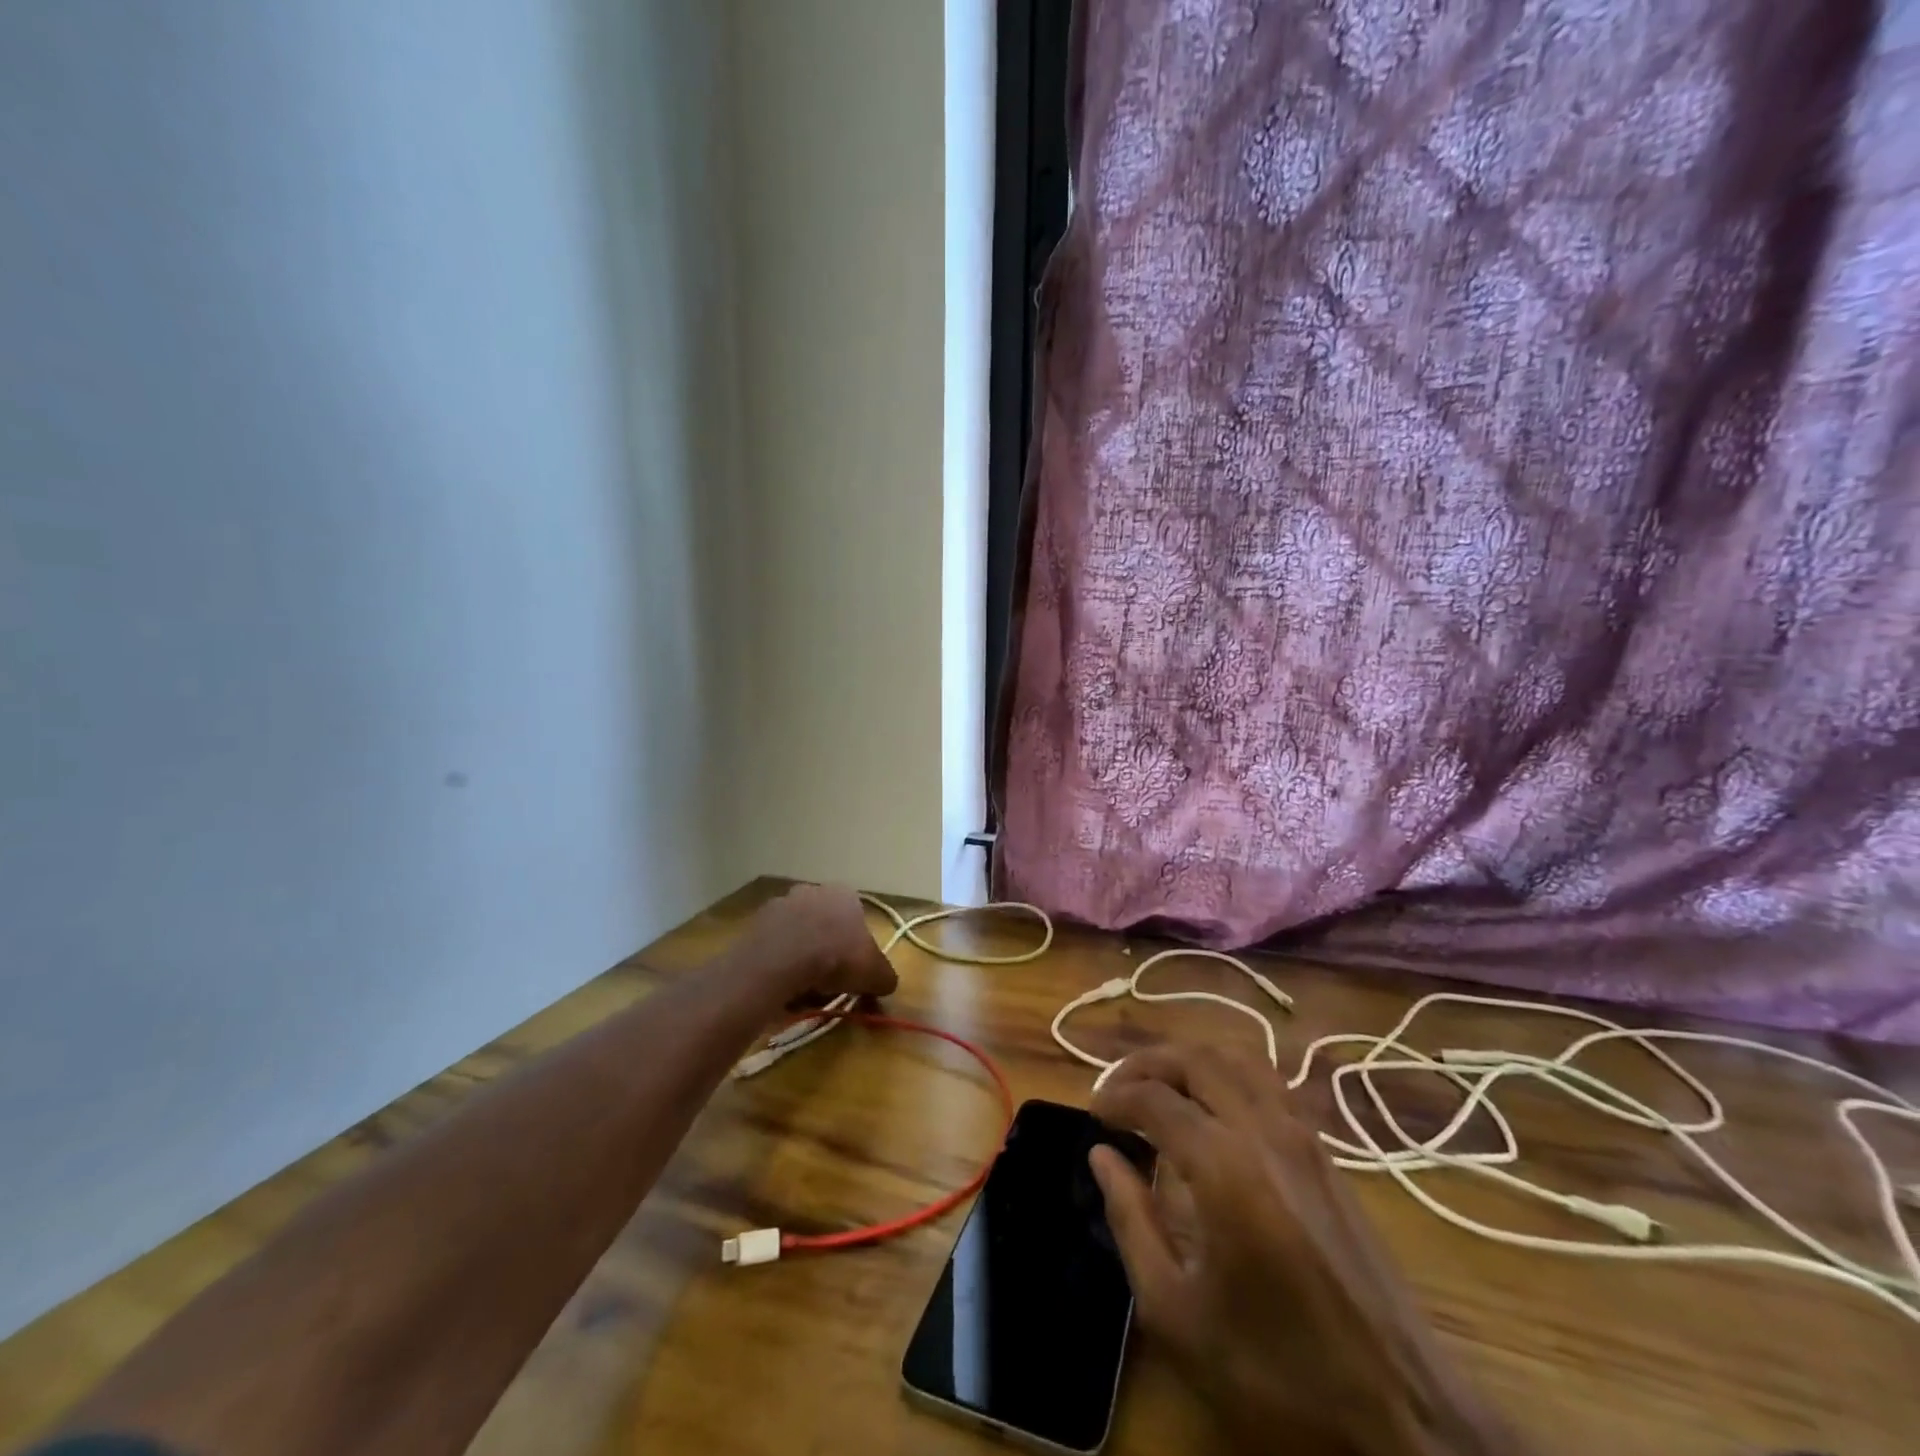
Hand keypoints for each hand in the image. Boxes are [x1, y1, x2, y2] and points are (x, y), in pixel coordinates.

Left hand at [732, 883, 898, 1003]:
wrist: (782, 960)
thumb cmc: (837, 957)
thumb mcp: (875, 974)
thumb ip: (885, 977)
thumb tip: (886, 984)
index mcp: (845, 894)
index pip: (856, 919)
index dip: (856, 948)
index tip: (853, 972)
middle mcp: (813, 890)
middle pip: (825, 923)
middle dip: (827, 949)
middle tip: (828, 981)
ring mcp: (782, 902)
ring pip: (798, 933)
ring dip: (801, 955)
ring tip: (802, 987)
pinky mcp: (757, 921)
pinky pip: (774, 944)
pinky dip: (779, 961)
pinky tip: (781, 982)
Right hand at [1090, 1045, 1524, 1455]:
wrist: (1403, 1411)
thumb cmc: (1278, 1368)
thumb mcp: (1177, 1313)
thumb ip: (1131, 1221)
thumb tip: (1102, 1157)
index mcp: (1224, 1165)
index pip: (1154, 1098)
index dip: (1114, 1097)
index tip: (1092, 1114)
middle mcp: (1264, 1130)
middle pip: (1195, 1058)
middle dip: (1147, 1063)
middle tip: (1116, 1091)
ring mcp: (1303, 1135)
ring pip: (1237, 1059)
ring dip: (1189, 1061)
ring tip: (1160, 1088)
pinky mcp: (1326, 1152)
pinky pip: (1268, 1083)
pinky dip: (1227, 1076)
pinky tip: (1212, 1111)